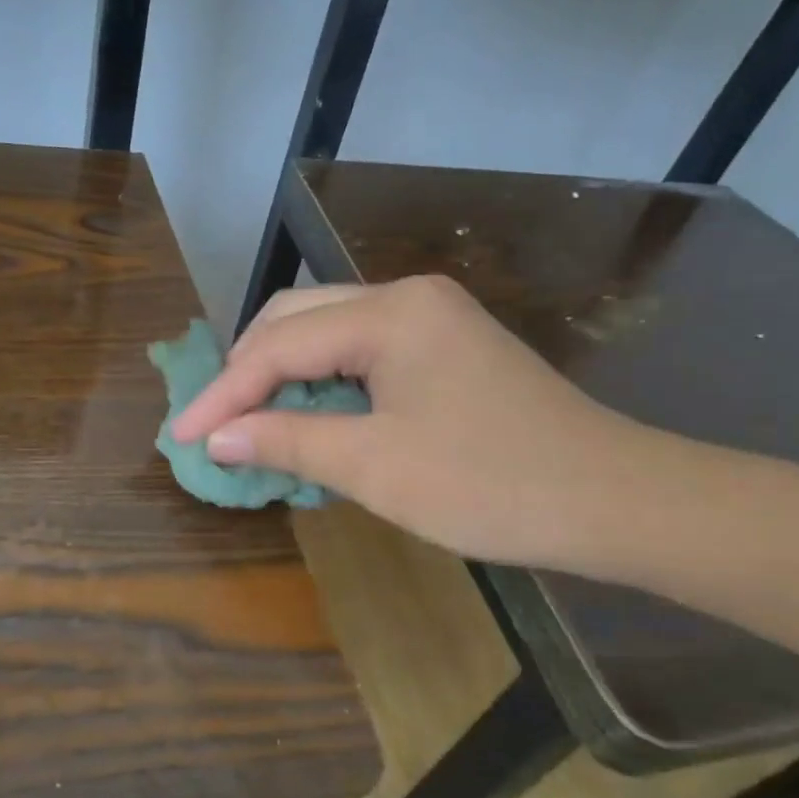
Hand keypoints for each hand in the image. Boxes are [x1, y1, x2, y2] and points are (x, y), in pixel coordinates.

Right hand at [171, 276, 650, 567]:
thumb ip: (287, 441)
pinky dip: (323, 380)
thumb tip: (216, 438)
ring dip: (282, 373)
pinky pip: (361, 349)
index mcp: (390, 312)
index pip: (280, 345)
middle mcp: (406, 296)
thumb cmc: (491, 484)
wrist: (616, 501)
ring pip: (327, 330)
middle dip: (247, 370)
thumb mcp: (375, 467)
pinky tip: (307, 414)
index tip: (182, 436)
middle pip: (297, 318)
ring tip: (249, 420)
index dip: (225, 394)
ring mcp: (431, 317)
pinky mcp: (445, 345)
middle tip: (214, 423)